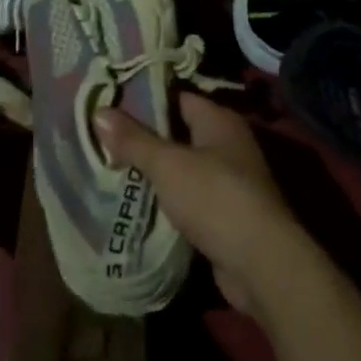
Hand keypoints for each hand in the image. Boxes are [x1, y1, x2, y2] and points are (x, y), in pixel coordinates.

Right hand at [94, 92, 306, 316]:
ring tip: (109, 165)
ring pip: (182, 166)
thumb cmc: (215, 198)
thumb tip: (99, 111)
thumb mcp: (168, 164)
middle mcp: (227, 143)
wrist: (261, 264)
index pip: (177, 96)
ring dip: (153, 170)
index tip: (109, 100)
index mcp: (218, 120)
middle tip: (102, 134)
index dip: (144, 98)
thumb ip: (134, 140)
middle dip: (143, 136)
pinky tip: (135, 201)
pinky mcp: (224, 214)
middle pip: (178, 131)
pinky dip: (166, 198)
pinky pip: (188, 197)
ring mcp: (228, 180)